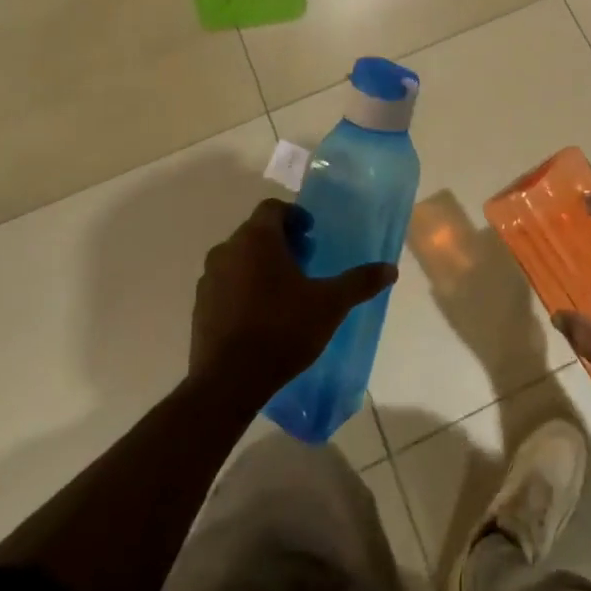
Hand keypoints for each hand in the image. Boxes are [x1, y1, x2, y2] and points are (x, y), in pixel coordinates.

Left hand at [189, 199, 395, 406]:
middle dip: (280, 241)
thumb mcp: (330, 304)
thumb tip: (391, 269)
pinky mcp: (200, 307)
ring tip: (283, 290)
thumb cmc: (282, 330)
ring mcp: (209, 279)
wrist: (228, 382)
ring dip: (259, 264)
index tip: (311, 236)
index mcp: (257, 239)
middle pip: (255, 232)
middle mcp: (228, 250)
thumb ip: (359, 282)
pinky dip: (242, 288)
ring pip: (238, 258)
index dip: (294, 216)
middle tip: (304, 262)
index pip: (273, 208)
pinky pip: (225, 284)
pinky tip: (260, 315)